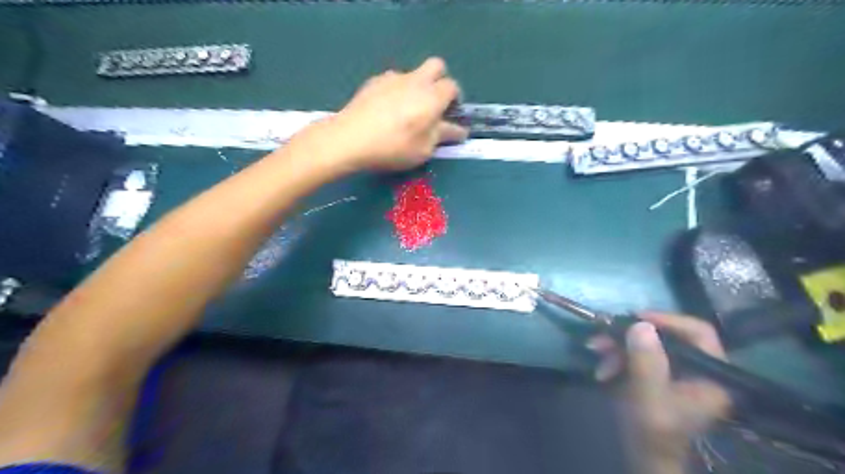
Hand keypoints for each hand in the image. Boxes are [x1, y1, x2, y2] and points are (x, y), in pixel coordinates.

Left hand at [310, 56, 467, 171]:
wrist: (349, 138)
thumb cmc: (394, 147)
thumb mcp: (424, 149)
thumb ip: (443, 136)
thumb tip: (458, 130)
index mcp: (432, 96)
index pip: (453, 87)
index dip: (455, 100)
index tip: (450, 116)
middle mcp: (415, 80)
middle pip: (436, 66)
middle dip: (440, 81)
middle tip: (433, 105)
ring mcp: (392, 78)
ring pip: (412, 74)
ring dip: (416, 88)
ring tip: (405, 113)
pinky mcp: (373, 82)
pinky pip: (392, 82)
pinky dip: (395, 93)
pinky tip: (385, 113)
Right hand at [589, 313, 732, 470]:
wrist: (643, 455)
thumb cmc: (653, 432)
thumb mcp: (648, 397)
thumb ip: (647, 362)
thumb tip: (641, 324)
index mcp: (711, 374)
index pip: (698, 332)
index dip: (668, 320)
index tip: (635, 318)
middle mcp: (698, 368)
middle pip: (666, 336)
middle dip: (629, 336)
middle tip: (602, 336)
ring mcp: (678, 371)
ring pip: (647, 344)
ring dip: (618, 346)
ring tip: (595, 351)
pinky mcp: (659, 373)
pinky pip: (637, 354)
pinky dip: (618, 357)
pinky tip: (603, 368)